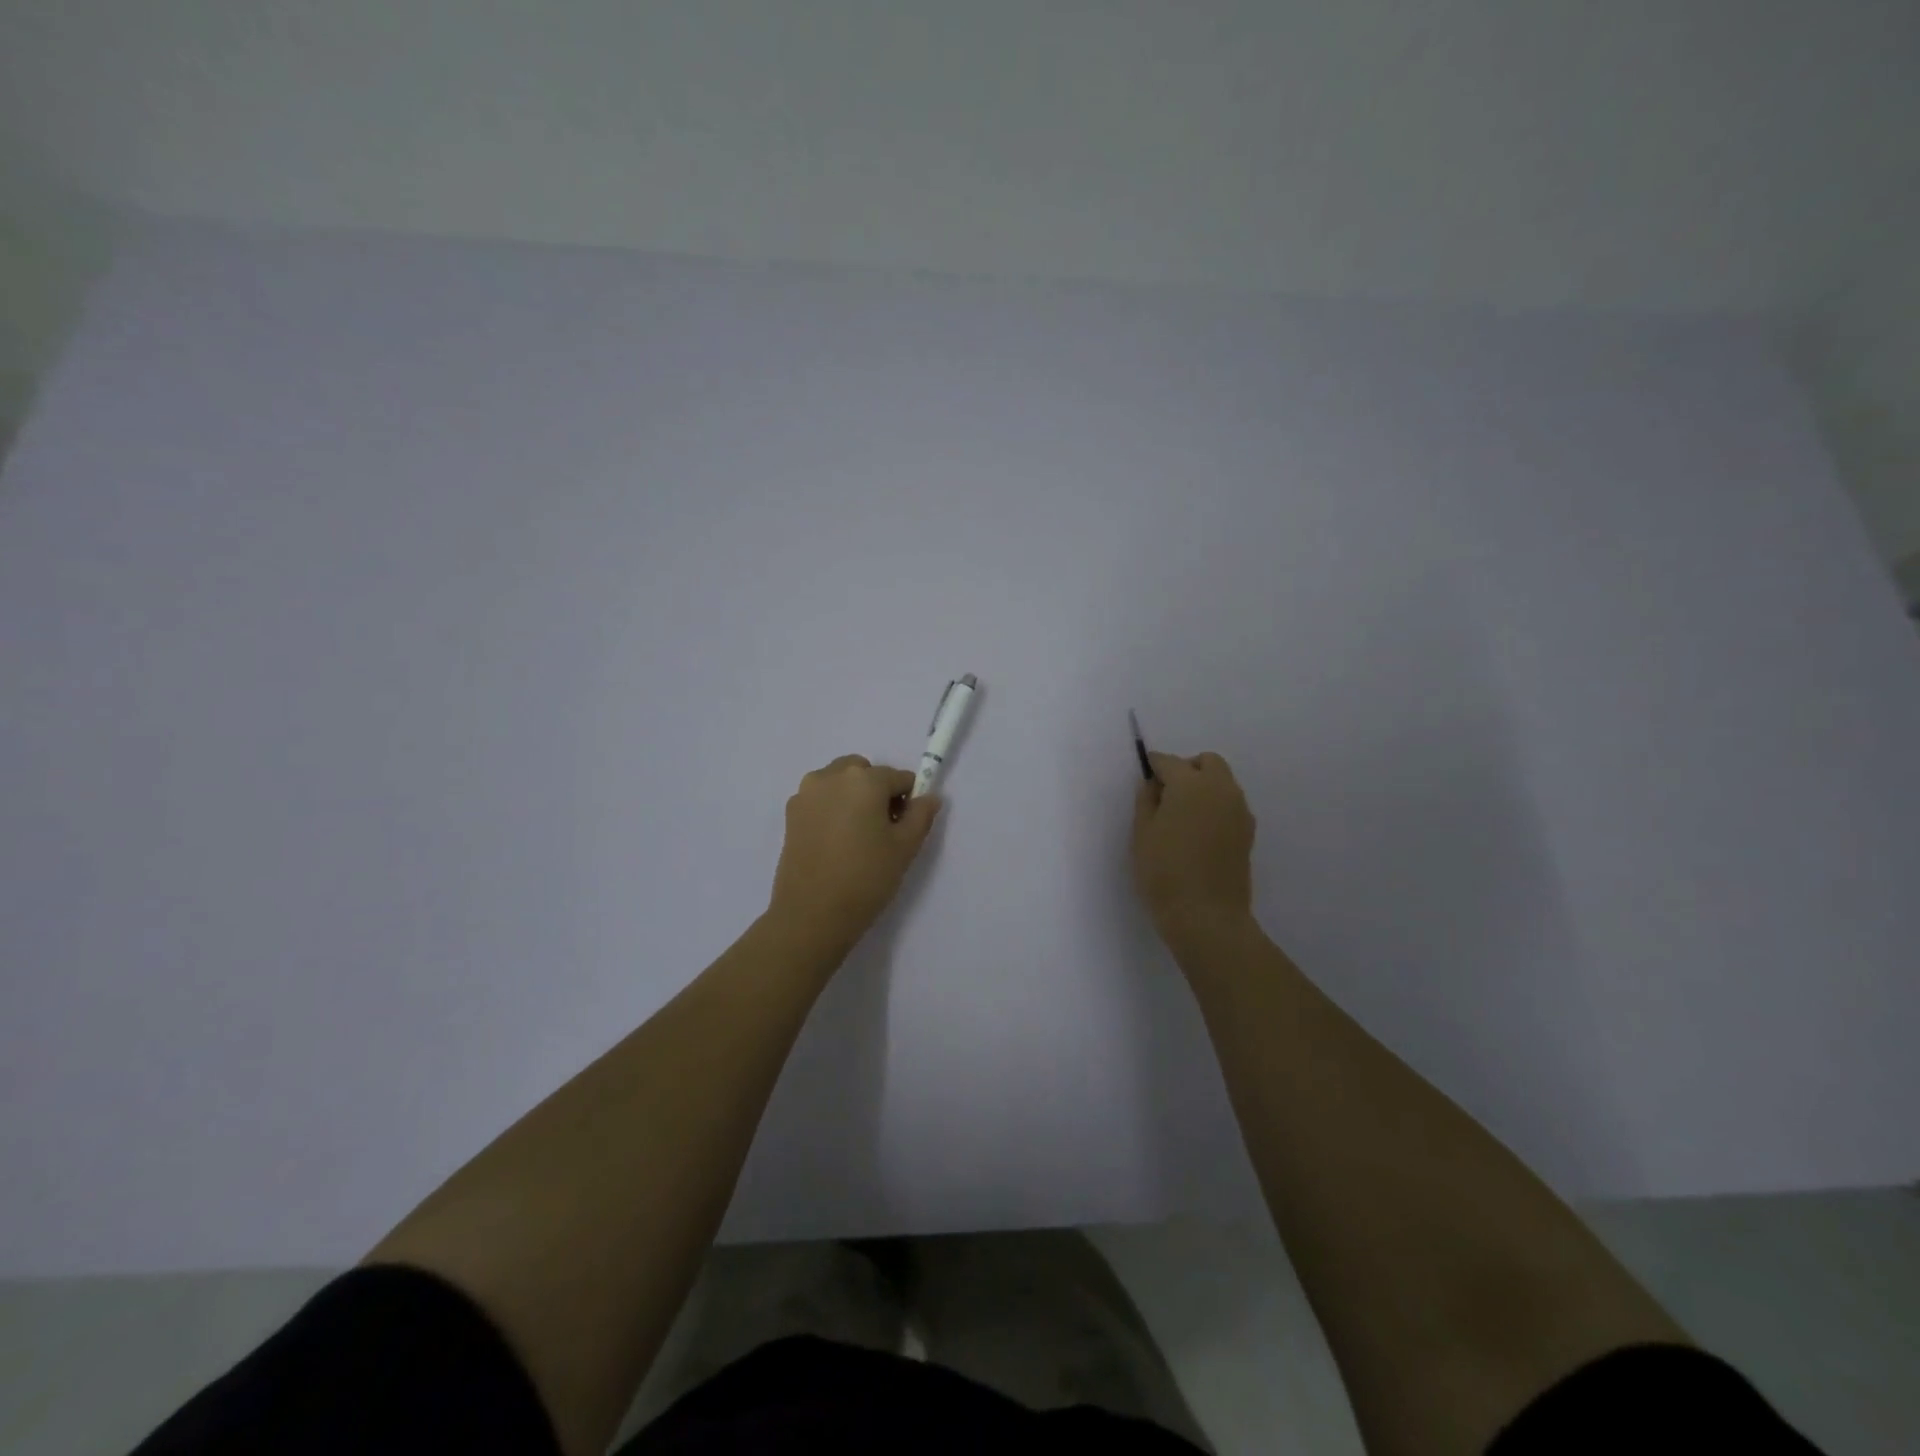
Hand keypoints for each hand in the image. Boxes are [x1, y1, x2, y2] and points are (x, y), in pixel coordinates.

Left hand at [768, 755, 941, 955]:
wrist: (811, 914)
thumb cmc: (866, 877)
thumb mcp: (905, 847)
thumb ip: (921, 815)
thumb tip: (929, 797)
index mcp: (863, 779)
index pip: (898, 778)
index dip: (908, 800)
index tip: (905, 827)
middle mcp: (831, 776)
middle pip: (864, 772)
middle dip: (876, 791)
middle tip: (881, 828)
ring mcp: (806, 793)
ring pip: (838, 781)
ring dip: (852, 796)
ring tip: (856, 835)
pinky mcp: (790, 813)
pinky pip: (820, 798)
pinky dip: (831, 808)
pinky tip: (835, 842)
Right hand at [1132, 751, 1256, 942]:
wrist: (1206, 917)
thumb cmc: (1164, 873)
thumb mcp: (1142, 834)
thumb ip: (1146, 801)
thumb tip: (1152, 784)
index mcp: (1191, 785)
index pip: (1169, 762)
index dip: (1153, 766)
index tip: (1143, 778)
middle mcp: (1221, 790)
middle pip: (1206, 762)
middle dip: (1186, 769)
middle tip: (1165, 795)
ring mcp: (1239, 811)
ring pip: (1222, 782)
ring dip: (1203, 787)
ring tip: (1182, 816)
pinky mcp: (1248, 832)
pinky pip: (1230, 804)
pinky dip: (1214, 806)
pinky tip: (1198, 832)